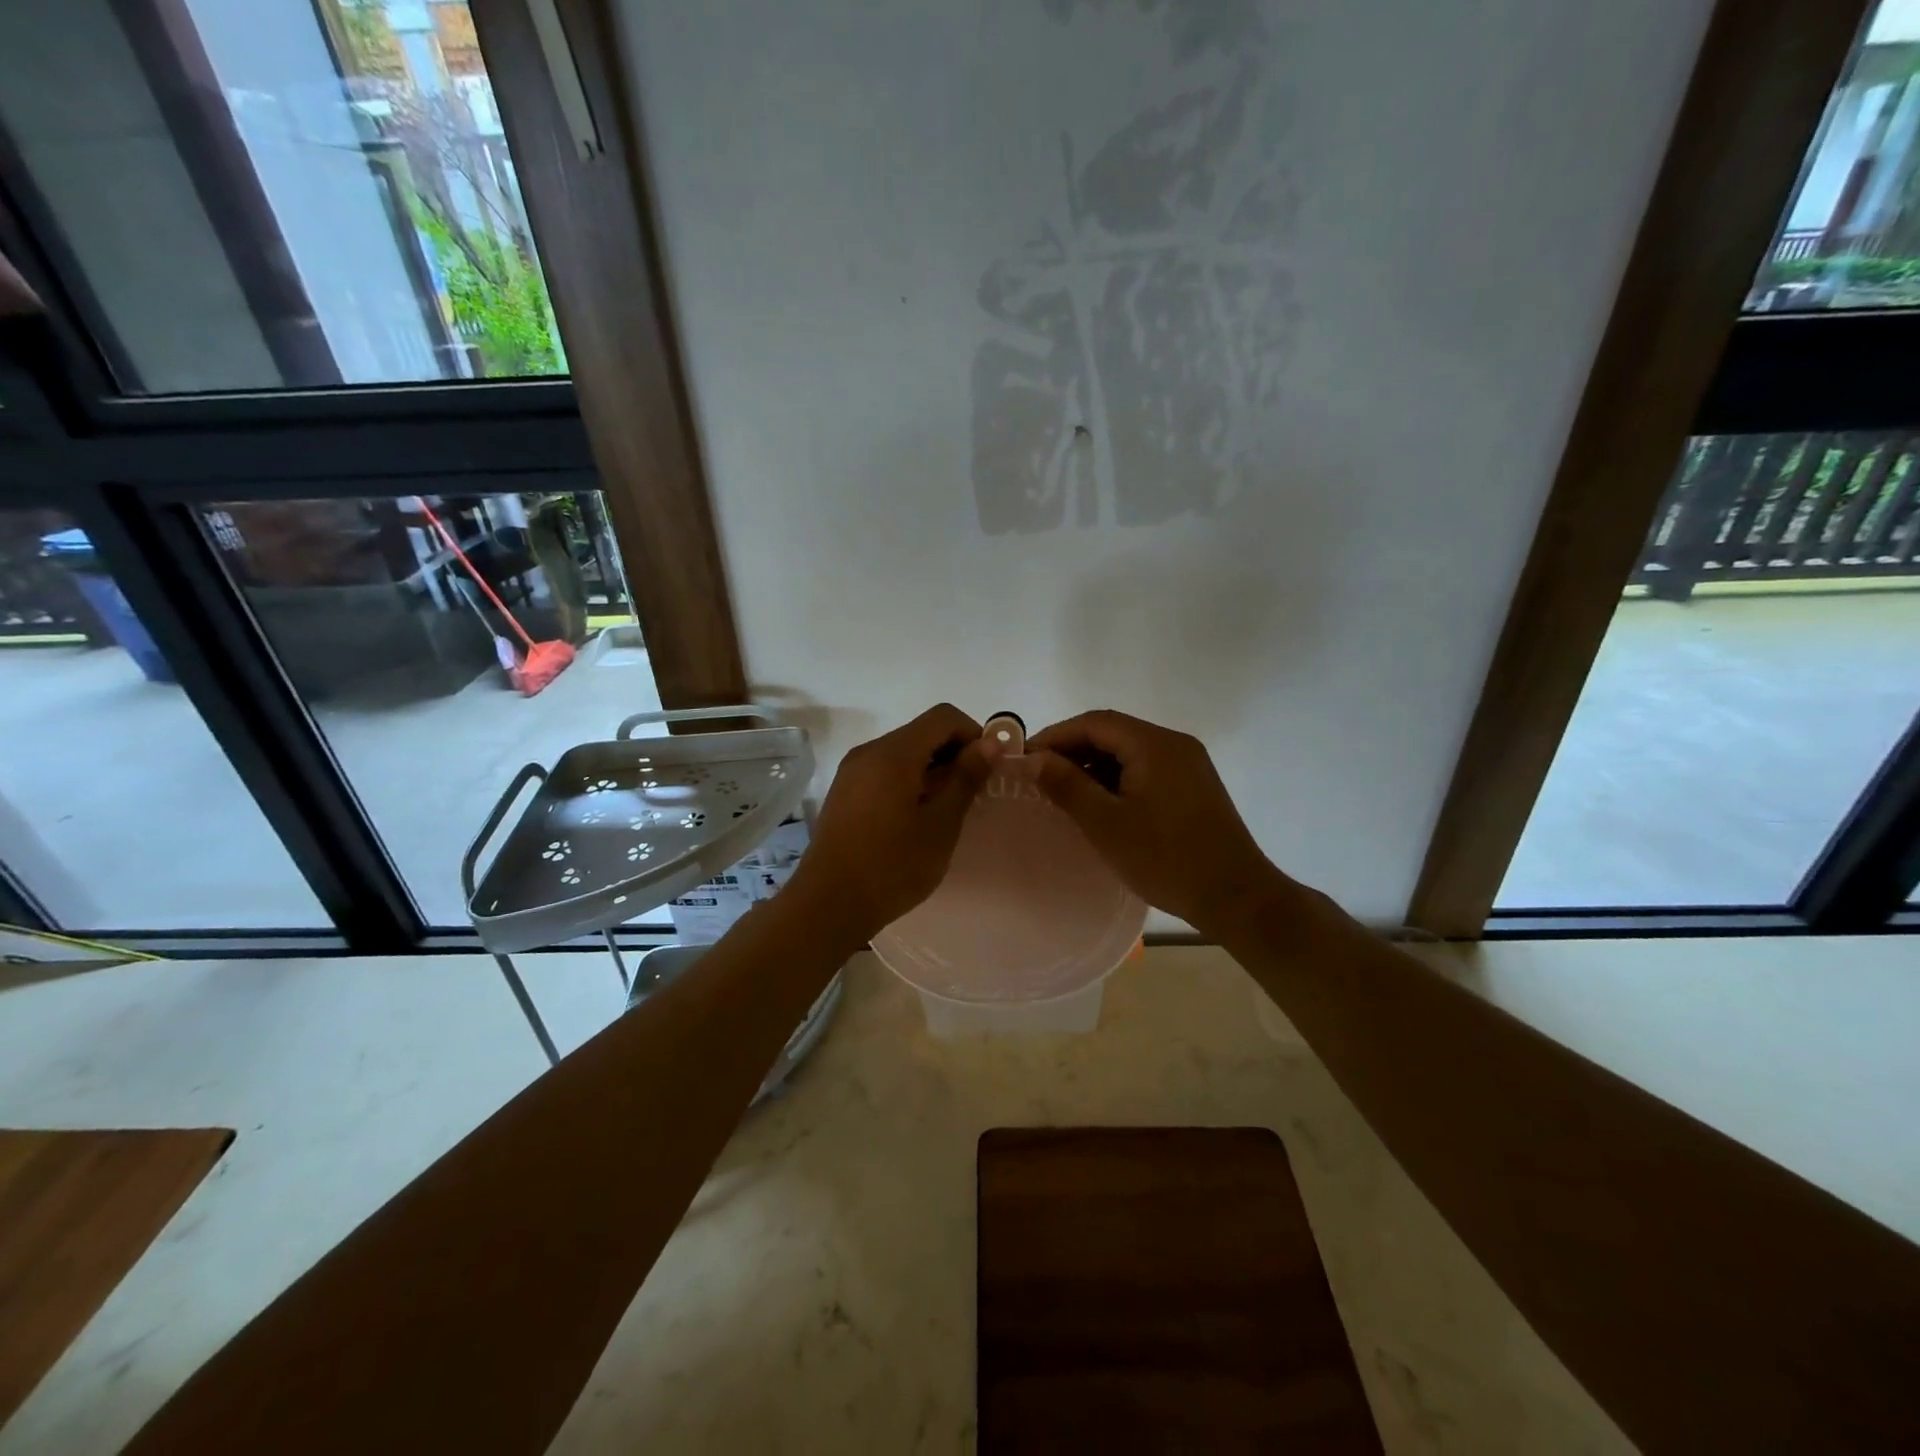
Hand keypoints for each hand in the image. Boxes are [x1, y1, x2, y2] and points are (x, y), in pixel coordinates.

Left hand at [786, 704, 994, 942]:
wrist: (829, 905)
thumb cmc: (893, 866)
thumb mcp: (941, 824)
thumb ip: (966, 778)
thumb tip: (990, 743)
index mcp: (893, 753)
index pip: (943, 716)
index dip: (973, 735)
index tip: (986, 771)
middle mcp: (869, 751)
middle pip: (922, 731)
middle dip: (953, 753)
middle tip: (971, 795)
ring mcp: (852, 771)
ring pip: (903, 752)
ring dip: (932, 768)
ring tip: (946, 810)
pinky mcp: (844, 791)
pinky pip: (885, 770)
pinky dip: (909, 780)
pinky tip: (916, 818)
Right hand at [1030, 709, 1287, 937]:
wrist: (1235, 897)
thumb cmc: (1166, 858)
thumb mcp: (1106, 823)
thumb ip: (1066, 786)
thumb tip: (1032, 760)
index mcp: (1155, 744)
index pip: (1095, 723)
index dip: (1056, 735)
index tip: (1025, 758)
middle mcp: (1174, 744)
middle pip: (1113, 733)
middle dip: (1072, 750)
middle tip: (1039, 777)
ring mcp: (1188, 765)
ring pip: (1129, 752)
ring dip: (1094, 766)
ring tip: (1062, 792)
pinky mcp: (1193, 786)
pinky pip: (1146, 769)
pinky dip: (1117, 779)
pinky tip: (1098, 804)